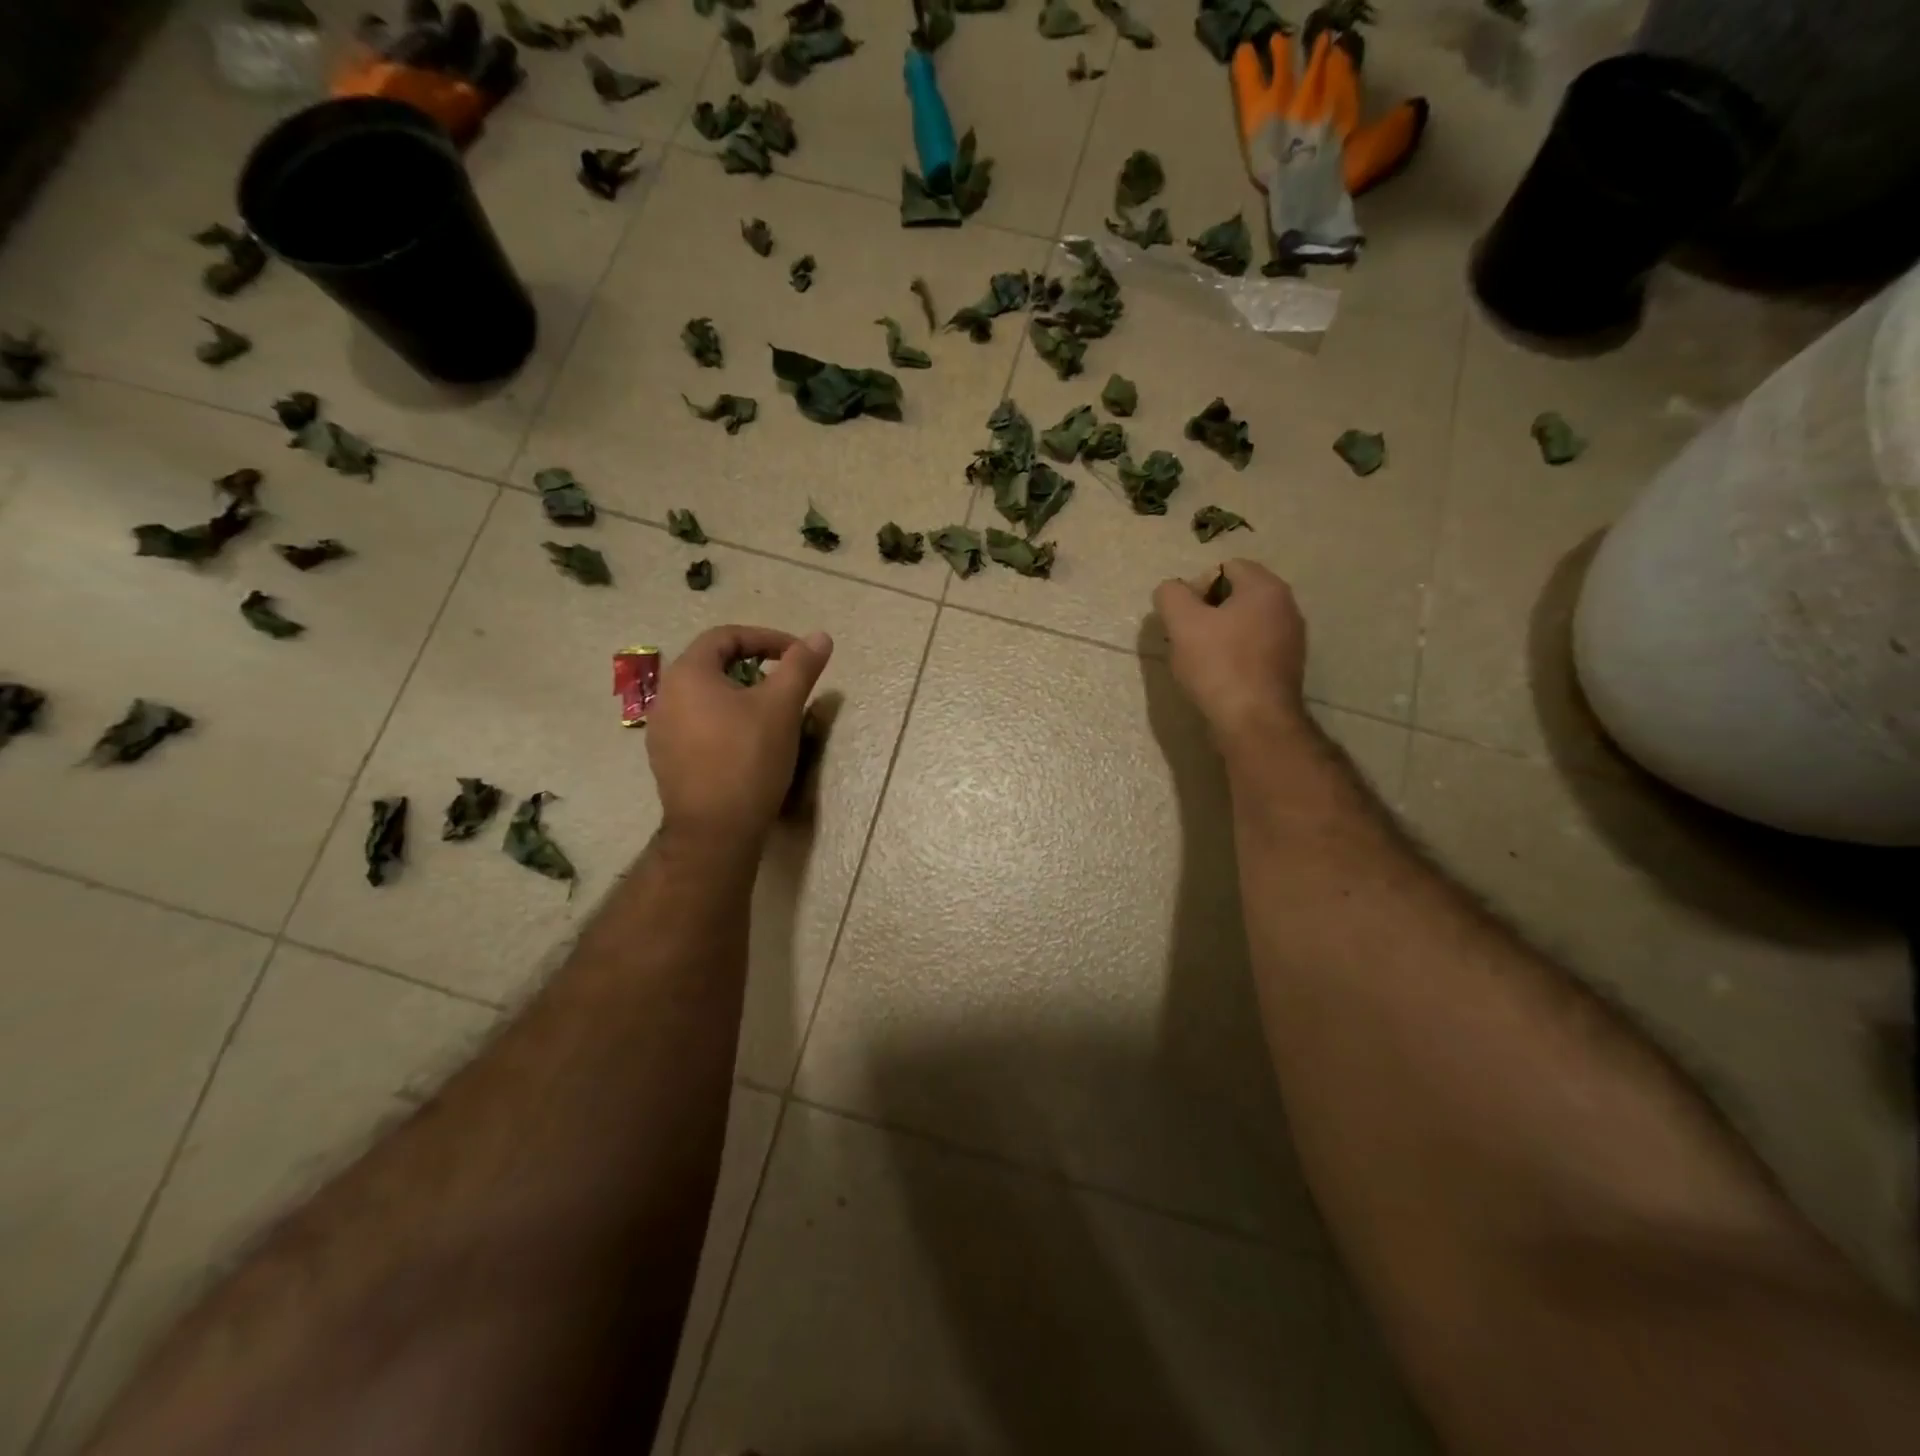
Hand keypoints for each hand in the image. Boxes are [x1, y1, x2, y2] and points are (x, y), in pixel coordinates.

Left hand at [647, 625, 833, 848]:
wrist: (715, 830)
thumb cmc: (748, 758)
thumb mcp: (782, 706)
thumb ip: (800, 666)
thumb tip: (821, 636)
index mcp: (687, 673)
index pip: (726, 636)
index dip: (766, 638)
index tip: (797, 655)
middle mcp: (665, 695)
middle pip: (713, 665)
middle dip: (754, 666)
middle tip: (786, 683)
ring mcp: (661, 730)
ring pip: (705, 697)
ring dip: (739, 695)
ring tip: (770, 713)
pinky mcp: (666, 759)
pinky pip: (698, 725)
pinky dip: (725, 721)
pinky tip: (747, 743)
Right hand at [1153, 560, 1309, 749]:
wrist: (1254, 722)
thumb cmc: (1218, 665)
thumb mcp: (1182, 623)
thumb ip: (1171, 595)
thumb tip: (1172, 591)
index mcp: (1266, 588)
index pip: (1225, 567)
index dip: (1196, 588)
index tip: (1183, 618)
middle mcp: (1286, 607)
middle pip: (1235, 596)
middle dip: (1205, 613)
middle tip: (1186, 639)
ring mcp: (1290, 640)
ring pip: (1243, 625)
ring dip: (1217, 636)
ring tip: (1199, 662)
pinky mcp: (1286, 668)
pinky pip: (1253, 650)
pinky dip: (1233, 657)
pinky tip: (1218, 678)